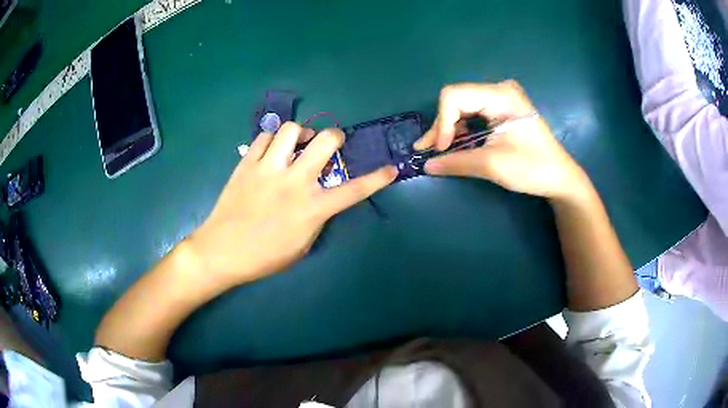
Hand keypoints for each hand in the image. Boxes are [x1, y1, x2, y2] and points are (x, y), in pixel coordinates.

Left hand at [188, 122, 396, 285]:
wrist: (222, 251)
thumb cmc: (264, 257)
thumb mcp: (302, 245)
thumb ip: (318, 217)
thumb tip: (324, 197)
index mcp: (312, 208)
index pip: (354, 190)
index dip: (377, 179)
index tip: (390, 169)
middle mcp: (294, 182)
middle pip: (326, 140)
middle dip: (335, 137)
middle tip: (330, 145)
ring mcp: (268, 169)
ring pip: (291, 129)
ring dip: (301, 134)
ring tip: (297, 144)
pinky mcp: (247, 164)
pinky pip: (263, 137)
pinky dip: (272, 140)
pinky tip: (271, 152)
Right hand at [415, 81, 588, 199]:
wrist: (559, 176)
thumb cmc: (532, 168)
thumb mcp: (492, 165)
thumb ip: (456, 162)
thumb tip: (426, 165)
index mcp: (501, 95)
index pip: (454, 96)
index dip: (442, 122)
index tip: (441, 149)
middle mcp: (499, 89)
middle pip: (457, 100)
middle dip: (443, 126)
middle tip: (430, 150)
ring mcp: (501, 98)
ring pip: (462, 106)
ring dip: (449, 128)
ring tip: (438, 149)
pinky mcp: (502, 108)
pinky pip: (473, 113)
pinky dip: (461, 129)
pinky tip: (455, 143)